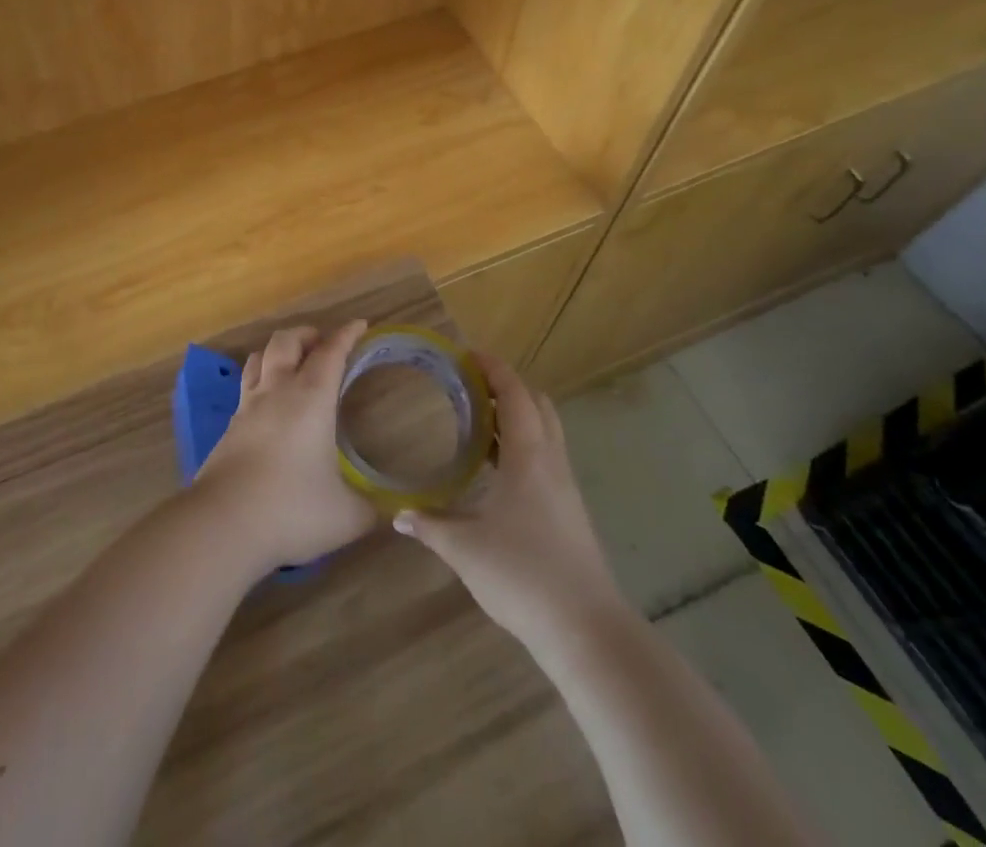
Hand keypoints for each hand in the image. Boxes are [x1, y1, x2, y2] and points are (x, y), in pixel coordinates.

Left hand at [197, 321, 378, 571]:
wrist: (223, 524)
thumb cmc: (291, 510)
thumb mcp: (346, 516)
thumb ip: (369, 508)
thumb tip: (386, 512)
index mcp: (310, 399)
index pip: (330, 352)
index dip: (346, 334)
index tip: (360, 325)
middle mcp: (277, 391)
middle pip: (286, 341)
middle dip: (307, 334)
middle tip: (323, 344)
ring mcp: (247, 407)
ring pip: (259, 357)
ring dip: (278, 351)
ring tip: (292, 363)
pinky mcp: (229, 427)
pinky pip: (245, 387)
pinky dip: (260, 381)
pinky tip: (268, 404)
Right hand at [393, 354, 622, 653]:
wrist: (586, 631)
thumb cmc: (522, 575)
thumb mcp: (464, 549)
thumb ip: (429, 526)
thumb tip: (398, 515)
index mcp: (529, 456)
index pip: (514, 394)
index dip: (493, 368)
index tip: (467, 354)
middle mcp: (552, 462)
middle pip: (537, 405)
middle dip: (507, 387)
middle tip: (471, 385)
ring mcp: (565, 489)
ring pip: (545, 432)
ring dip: (516, 417)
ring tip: (477, 420)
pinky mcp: (570, 513)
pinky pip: (546, 459)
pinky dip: (522, 446)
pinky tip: (497, 470)